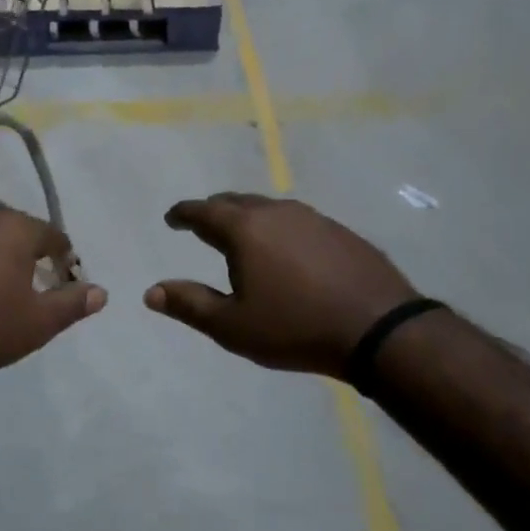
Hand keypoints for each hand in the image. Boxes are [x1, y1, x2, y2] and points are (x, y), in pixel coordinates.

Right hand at [144, 194, 419, 375]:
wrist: (378, 329)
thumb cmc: (295, 327)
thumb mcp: (233, 326)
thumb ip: (189, 304)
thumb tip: (151, 292)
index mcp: (245, 229)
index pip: (204, 211)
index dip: (183, 213)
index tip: (172, 218)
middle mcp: (276, 212)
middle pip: (236, 201)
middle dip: (215, 210)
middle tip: (203, 224)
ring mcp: (313, 218)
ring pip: (269, 207)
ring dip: (248, 217)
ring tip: (242, 236)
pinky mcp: (340, 231)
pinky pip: (296, 220)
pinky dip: (279, 228)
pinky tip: (286, 250)